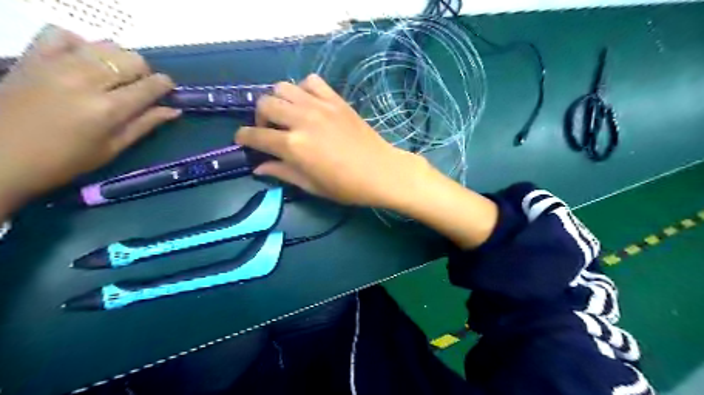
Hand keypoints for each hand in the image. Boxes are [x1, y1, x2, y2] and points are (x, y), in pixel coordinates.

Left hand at [1, 24, 178, 213]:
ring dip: (118, 59)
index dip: (165, 85)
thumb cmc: (65, 161)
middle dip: (144, 73)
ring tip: (113, 77)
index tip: (168, 90)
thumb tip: (173, 110)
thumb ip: (144, 125)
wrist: (0, 157)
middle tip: (139, 88)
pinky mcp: (33, 57)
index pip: (150, 86)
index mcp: (108, 109)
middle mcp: (86, 81)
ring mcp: (57, 65)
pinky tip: (81, 61)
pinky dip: (80, 44)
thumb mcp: (112, 149)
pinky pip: (63, 34)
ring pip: (105, 45)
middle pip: (132, 60)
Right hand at [234, 74, 428, 208]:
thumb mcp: (311, 185)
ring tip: (287, 115)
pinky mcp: (336, 100)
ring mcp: (320, 106)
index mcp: (293, 146)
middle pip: (265, 104)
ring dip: (278, 100)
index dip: (243, 138)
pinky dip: (303, 89)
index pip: (256, 136)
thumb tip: (258, 168)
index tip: (242, 140)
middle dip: (259, 117)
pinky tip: (308, 103)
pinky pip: (311, 81)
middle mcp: (302, 119)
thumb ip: (282, 173)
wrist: (381, 172)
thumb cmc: (346, 186)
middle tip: (269, 131)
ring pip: (283, 87)